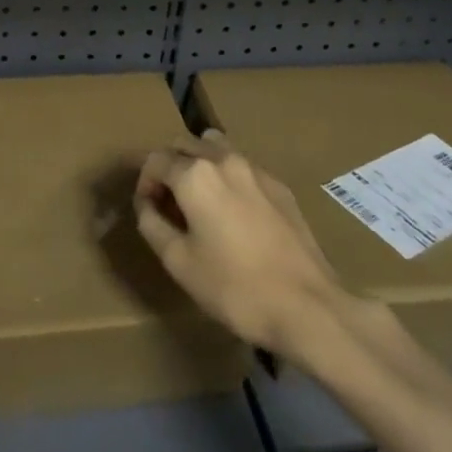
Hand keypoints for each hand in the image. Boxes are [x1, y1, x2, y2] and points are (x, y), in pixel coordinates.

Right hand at [135, 134, 354, 360]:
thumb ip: (152, 224)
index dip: (144, 183)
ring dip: (199, 165)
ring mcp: (257, 170)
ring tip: (199, 201)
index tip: (147, 210)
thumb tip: (146, 204)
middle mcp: (225, 160)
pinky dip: (227, 177)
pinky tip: (233, 212)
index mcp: (195, 175)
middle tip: (168, 204)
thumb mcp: (178, 262)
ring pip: (216, 148)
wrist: (307, 306)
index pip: (155, 160)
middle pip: (185, 145)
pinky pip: (242, 167)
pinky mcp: (280, 186)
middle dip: (169, 167)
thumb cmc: (234, 287)